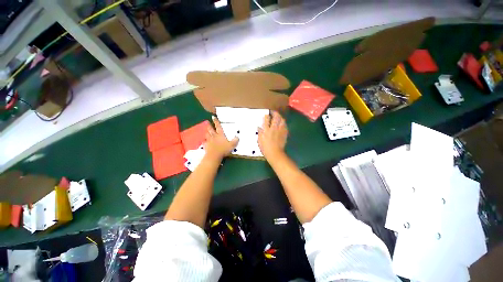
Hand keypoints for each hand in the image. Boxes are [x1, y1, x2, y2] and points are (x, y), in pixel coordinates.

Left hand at [204, 116, 238, 160]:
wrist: (214, 156)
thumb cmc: (223, 149)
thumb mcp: (232, 145)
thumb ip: (235, 141)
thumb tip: (237, 137)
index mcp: (220, 135)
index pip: (218, 127)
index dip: (216, 122)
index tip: (214, 117)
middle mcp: (214, 136)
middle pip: (211, 129)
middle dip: (209, 125)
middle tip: (207, 122)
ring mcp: (209, 141)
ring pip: (207, 135)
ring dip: (206, 132)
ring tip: (206, 130)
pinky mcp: (206, 146)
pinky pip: (204, 142)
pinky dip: (204, 141)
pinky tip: (204, 141)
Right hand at [258, 111, 287, 160]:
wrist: (275, 153)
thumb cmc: (265, 148)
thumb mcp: (260, 140)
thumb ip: (260, 132)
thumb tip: (259, 127)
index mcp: (267, 130)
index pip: (266, 120)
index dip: (266, 116)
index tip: (266, 114)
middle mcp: (274, 128)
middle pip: (276, 117)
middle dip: (274, 113)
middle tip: (273, 112)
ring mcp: (280, 130)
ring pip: (282, 120)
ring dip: (280, 117)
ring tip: (278, 117)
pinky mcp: (284, 133)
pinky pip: (285, 126)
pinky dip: (283, 123)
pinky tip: (282, 123)